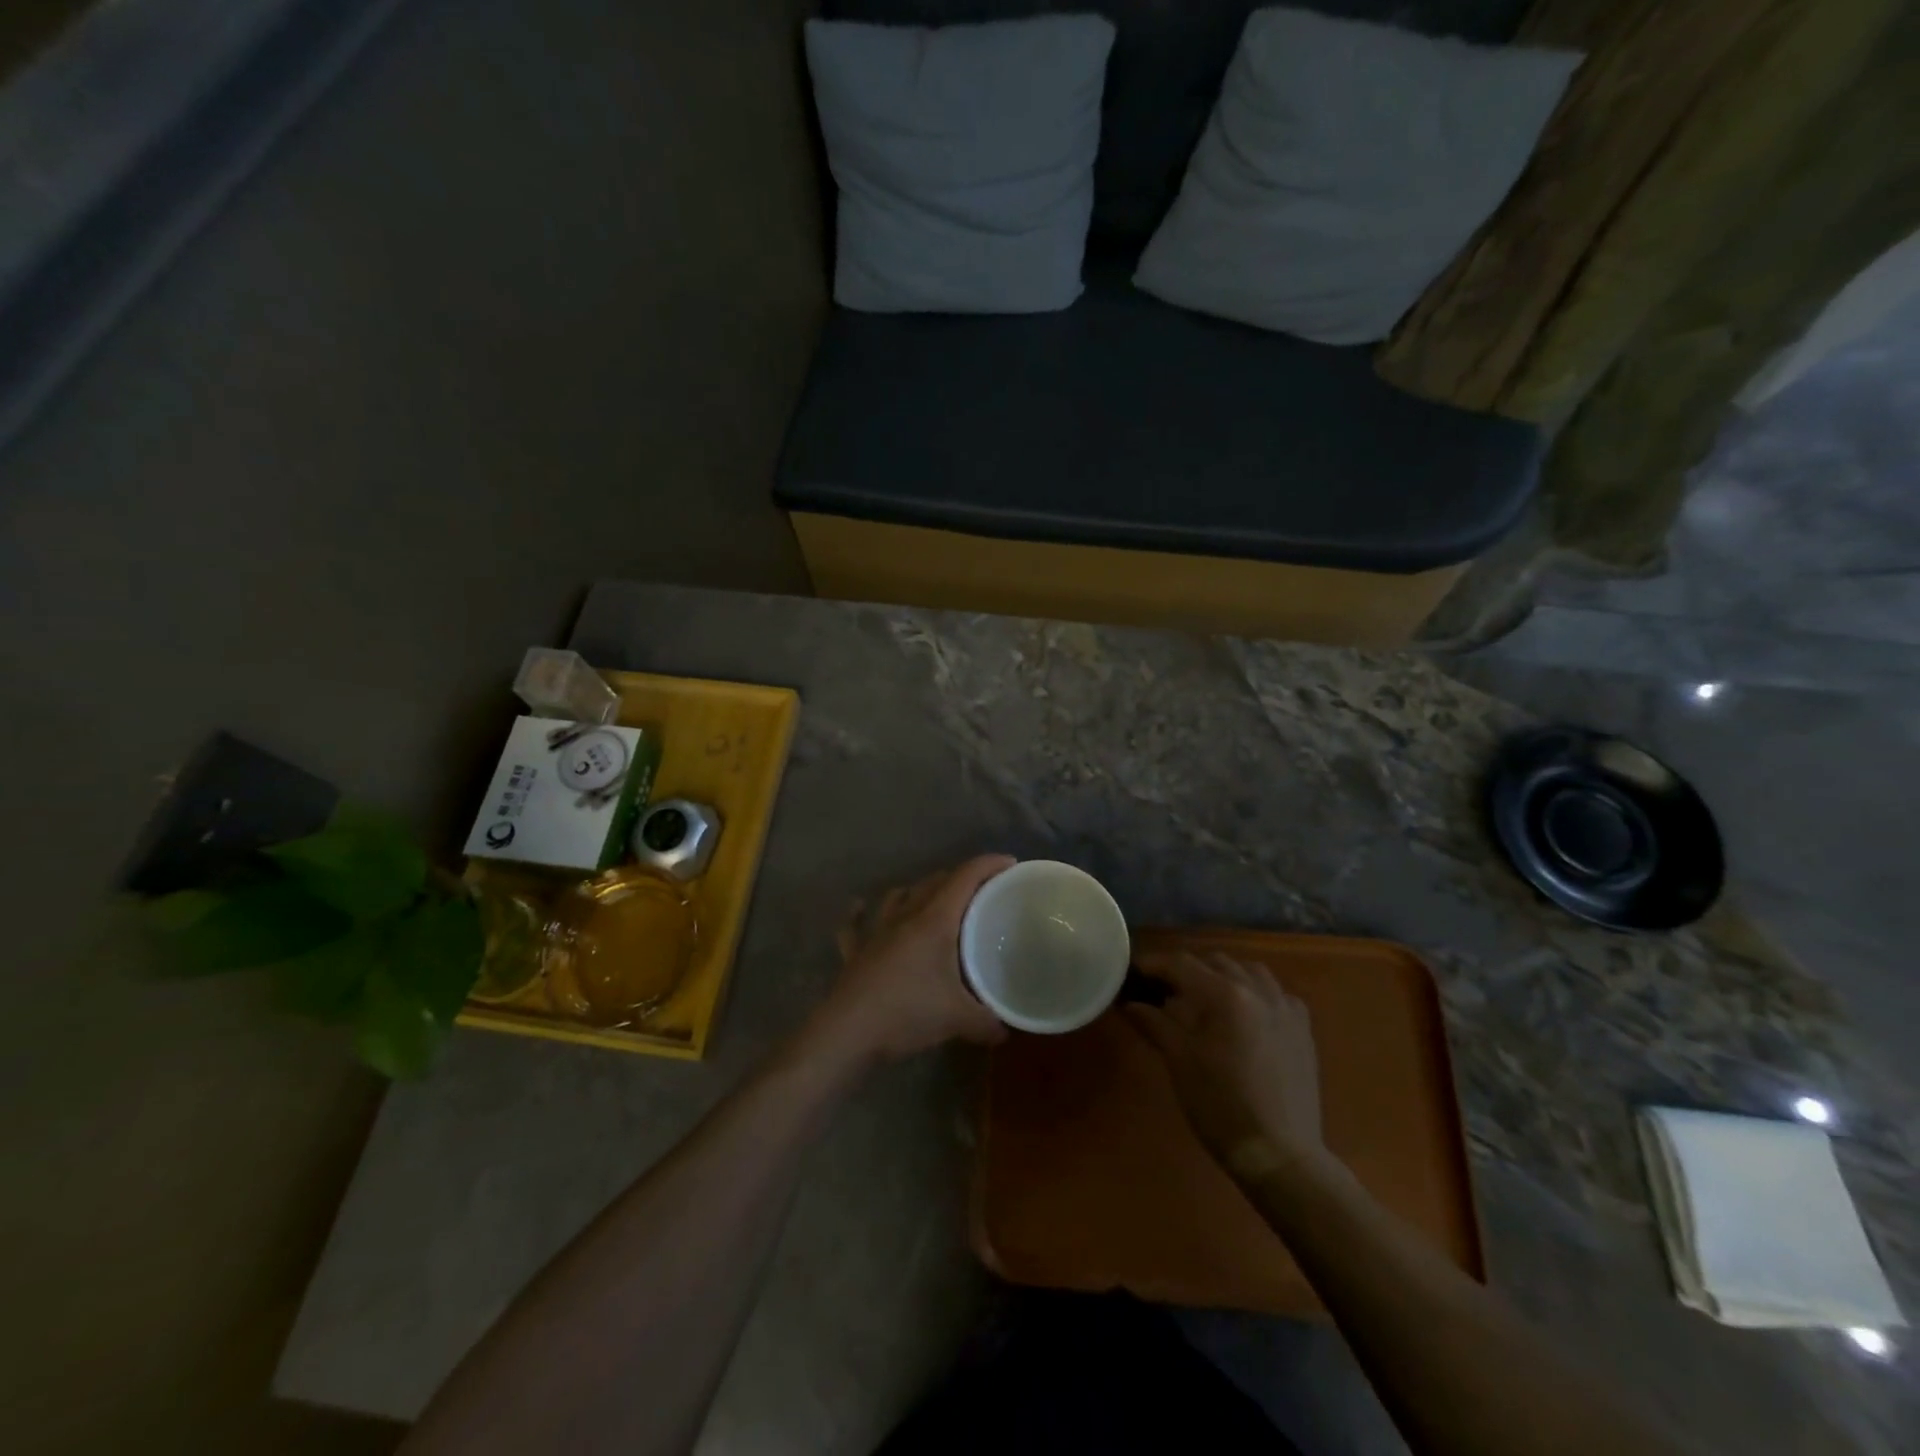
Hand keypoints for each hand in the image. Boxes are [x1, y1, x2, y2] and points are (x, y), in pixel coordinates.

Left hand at [810, 855, 1014, 1064]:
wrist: (848, 1032)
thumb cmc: (907, 1012)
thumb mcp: (957, 1019)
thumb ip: (987, 1022)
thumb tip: (1004, 1031)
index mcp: (934, 921)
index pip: (965, 878)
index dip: (988, 865)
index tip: (1009, 863)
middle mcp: (905, 916)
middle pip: (934, 882)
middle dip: (959, 878)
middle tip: (980, 891)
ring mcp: (876, 931)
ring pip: (898, 895)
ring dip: (917, 891)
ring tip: (931, 899)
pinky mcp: (855, 951)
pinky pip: (856, 924)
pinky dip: (860, 914)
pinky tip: (859, 909)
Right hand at [1125, 953, 1322, 1178]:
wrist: (1280, 1154)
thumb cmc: (1221, 1107)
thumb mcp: (1179, 1062)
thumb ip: (1155, 1023)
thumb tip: (1130, 1003)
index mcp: (1224, 995)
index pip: (1180, 964)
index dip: (1153, 964)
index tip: (1133, 972)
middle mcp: (1257, 989)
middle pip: (1213, 962)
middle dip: (1186, 971)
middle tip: (1164, 992)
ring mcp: (1285, 1006)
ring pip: (1247, 970)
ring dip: (1221, 976)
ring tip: (1205, 999)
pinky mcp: (1302, 1027)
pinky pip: (1274, 992)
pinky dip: (1253, 992)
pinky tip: (1244, 1016)